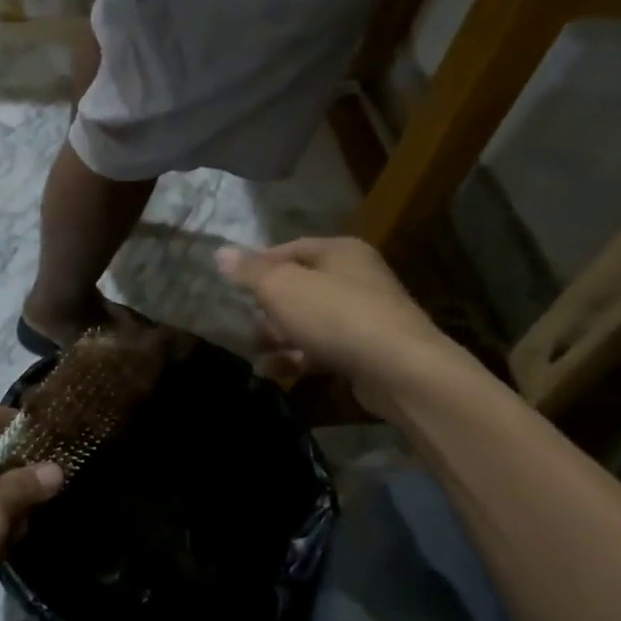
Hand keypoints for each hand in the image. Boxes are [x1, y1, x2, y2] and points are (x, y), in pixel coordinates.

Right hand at [216, 239, 451, 417]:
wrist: (400, 370)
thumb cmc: (335, 315)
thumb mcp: (282, 287)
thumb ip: (250, 271)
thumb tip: (221, 252)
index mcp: (340, 251)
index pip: (289, 249)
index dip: (258, 265)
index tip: (232, 286)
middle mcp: (356, 277)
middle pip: (299, 287)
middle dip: (267, 307)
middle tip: (243, 322)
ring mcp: (364, 316)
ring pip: (309, 321)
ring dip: (278, 337)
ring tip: (254, 351)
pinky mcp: (366, 351)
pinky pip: (323, 349)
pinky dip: (297, 358)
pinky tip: (273, 372)